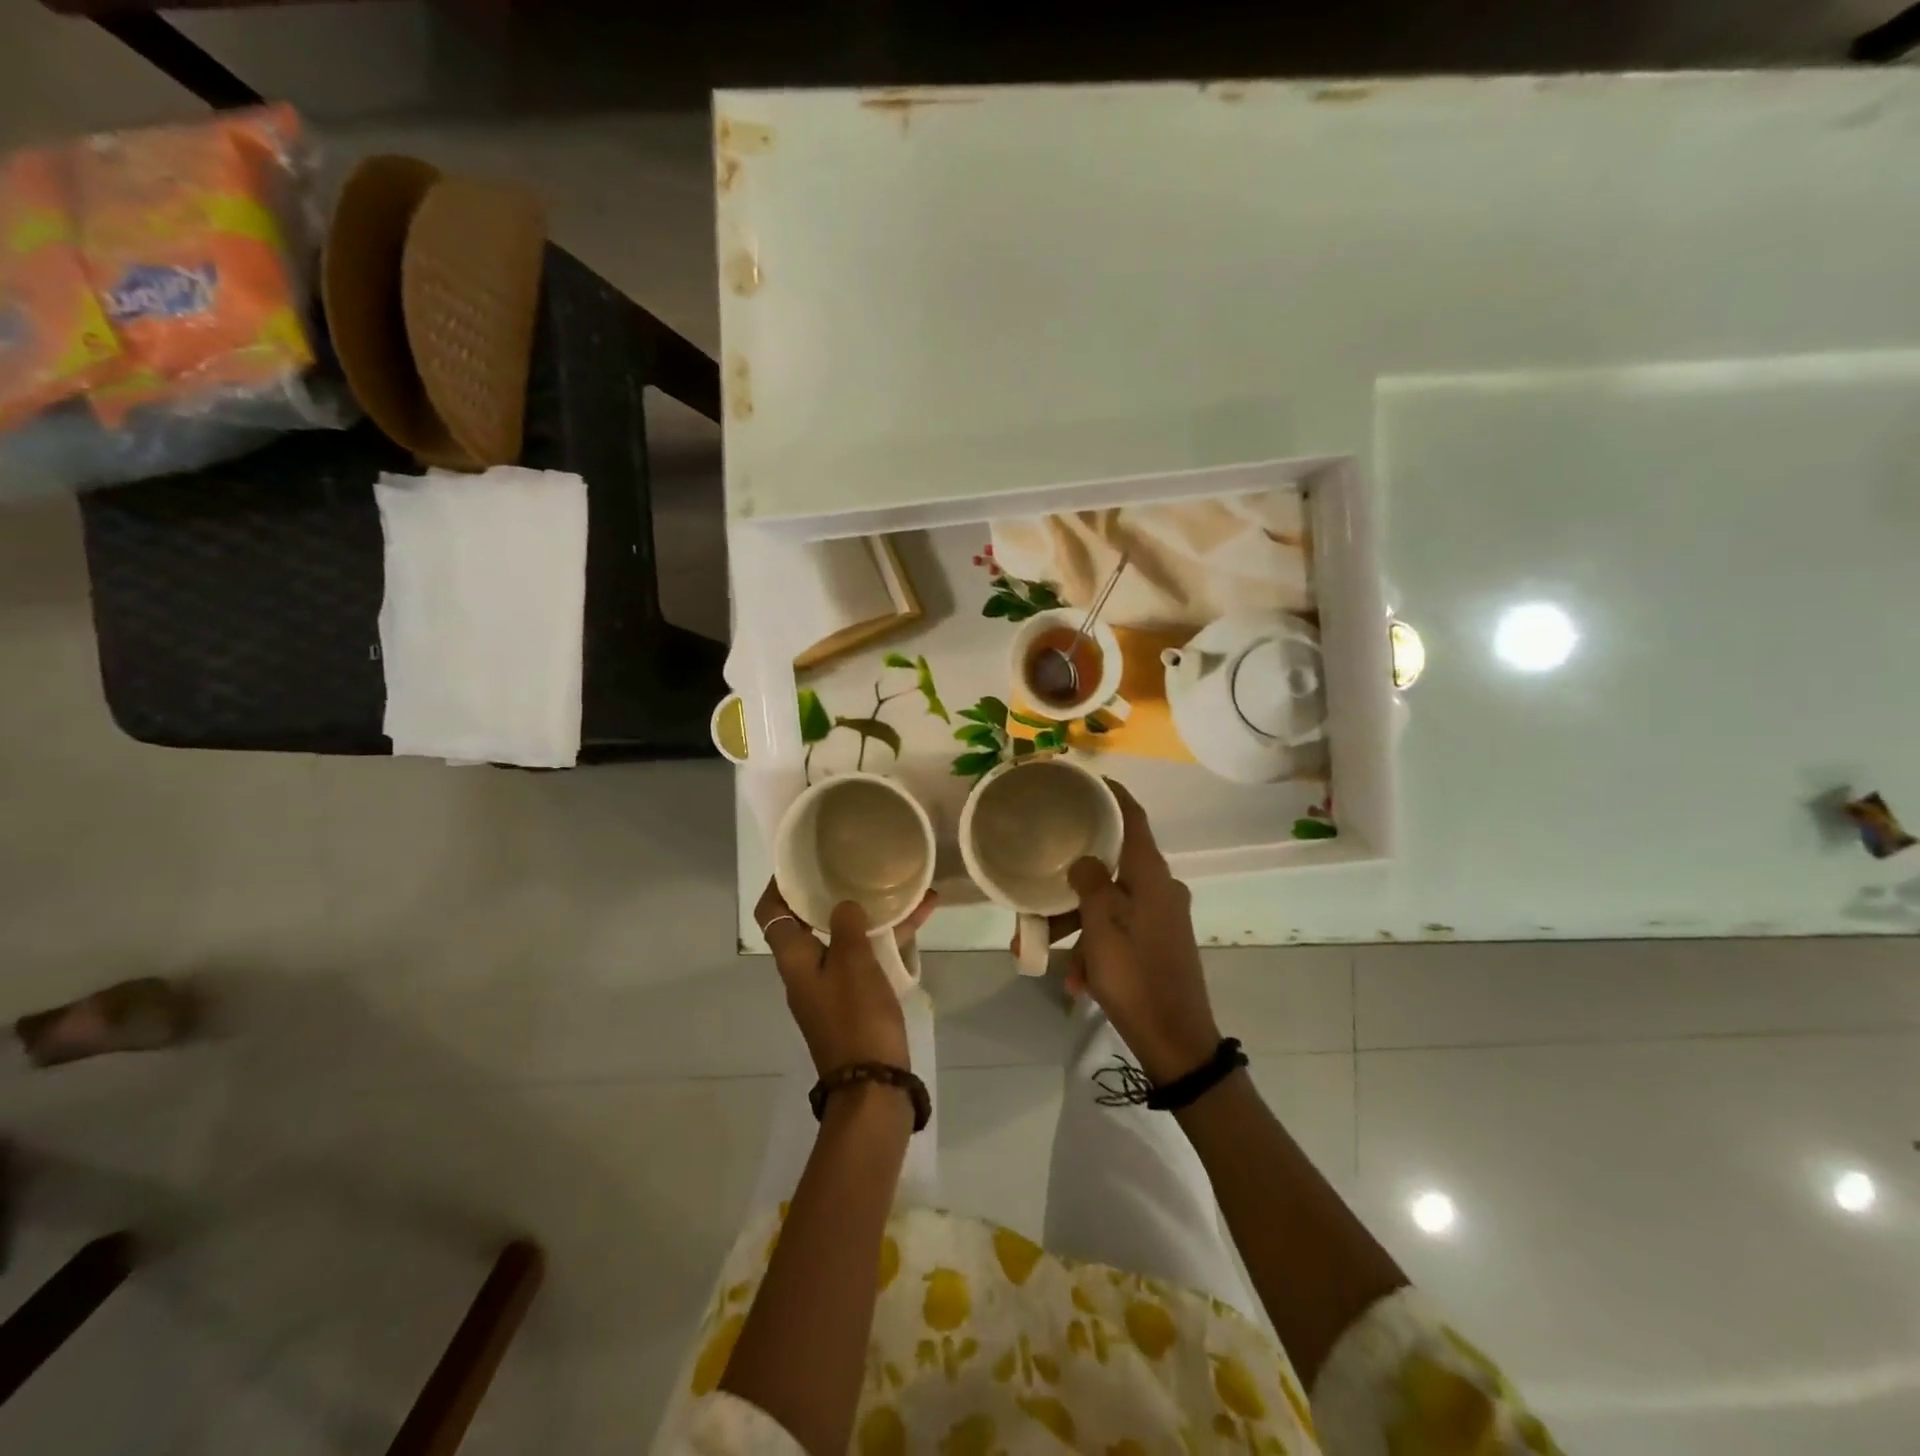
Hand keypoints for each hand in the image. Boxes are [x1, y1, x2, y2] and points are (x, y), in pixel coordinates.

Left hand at [757, 879, 936, 1076]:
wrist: (873, 1083)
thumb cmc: (856, 1019)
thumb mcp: (852, 965)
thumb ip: (848, 927)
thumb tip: (845, 905)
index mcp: (795, 959)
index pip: (772, 912)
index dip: (780, 883)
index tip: (803, 859)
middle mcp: (807, 967)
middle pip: (810, 919)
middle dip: (832, 891)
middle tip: (853, 864)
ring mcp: (833, 982)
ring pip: (847, 934)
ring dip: (870, 911)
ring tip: (898, 883)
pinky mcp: (857, 995)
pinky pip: (870, 954)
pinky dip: (890, 936)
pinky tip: (922, 913)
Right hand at [1041, 782, 1221, 1083]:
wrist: (1177, 1042)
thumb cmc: (1136, 977)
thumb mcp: (1101, 927)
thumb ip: (1090, 884)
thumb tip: (1084, 860)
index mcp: (1151, 876)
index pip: (1133, 819)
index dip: (1113, 795)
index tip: (1087, 781)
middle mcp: (1160, 889)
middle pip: (1112, 867)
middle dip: (1072, 881)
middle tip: (1039, 886)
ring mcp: (1161, 918)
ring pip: (1109, 905)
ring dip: (1076, 923)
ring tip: (1041, 948)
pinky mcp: (1158, 943)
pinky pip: (1118, 931)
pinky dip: (1094, 947)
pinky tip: (1075, 980)